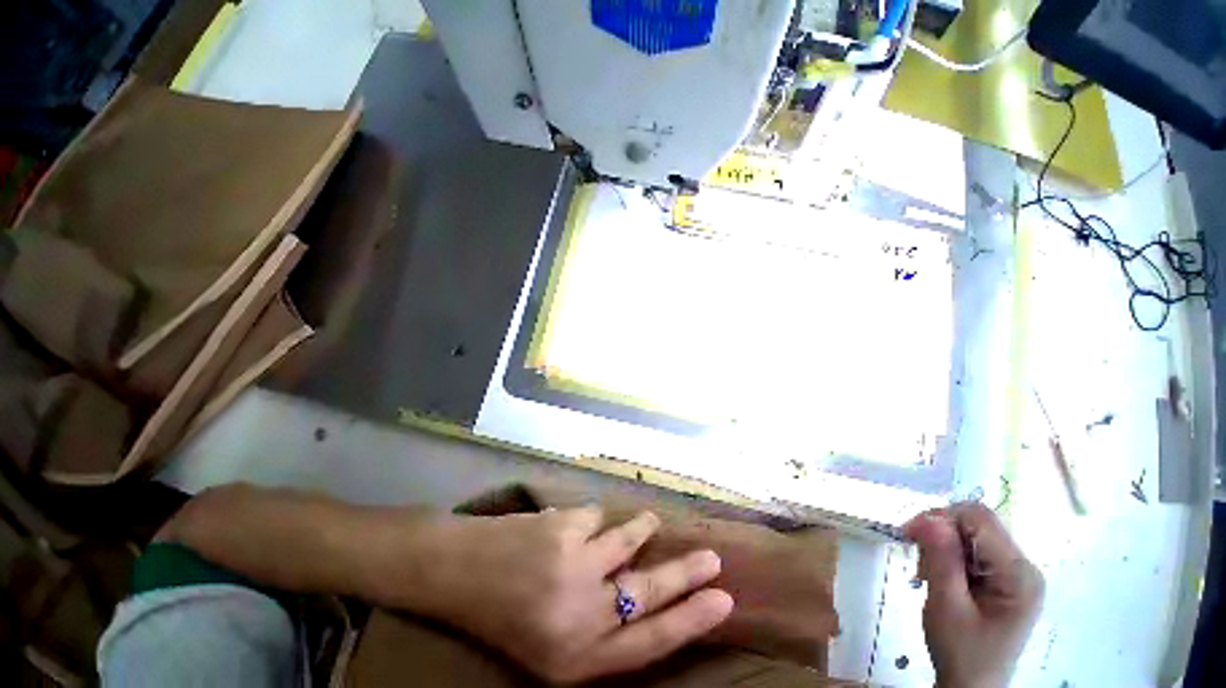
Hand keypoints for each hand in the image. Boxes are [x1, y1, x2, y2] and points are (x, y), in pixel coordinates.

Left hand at [407, 507, 733, 683]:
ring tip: (649, 524)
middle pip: (649, 593)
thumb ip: (598, 627)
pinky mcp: (563, 526)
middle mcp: (580, 616)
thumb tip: (644, 589)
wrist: (458, 572)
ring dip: (641, 530)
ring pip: (628, 540)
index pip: (650, 643)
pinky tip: (572, 527)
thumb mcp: (551, 645)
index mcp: (576, 658)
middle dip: (686, 574)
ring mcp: (572, 566)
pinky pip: (597, 517)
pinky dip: (593, 521)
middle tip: (713, 560)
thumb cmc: (504, 616)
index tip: (722, 602)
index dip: (690, 621)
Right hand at [903, 503, 1043, 687]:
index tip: (908, 534)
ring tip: (926, 572)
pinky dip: (948, 556)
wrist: (971, 687)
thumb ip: (942, 558)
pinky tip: (938, 575)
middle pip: (976, 524)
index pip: (979, 519)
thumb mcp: (947, 605)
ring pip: (971, 535)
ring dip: (941, 546)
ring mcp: (1016, 573)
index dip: (940, 517)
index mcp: (1019, 574)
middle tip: (915, 556)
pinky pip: (973, 550)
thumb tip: (929, 516)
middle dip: (939, 533)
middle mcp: (1024, 567)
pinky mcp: (1004, 579)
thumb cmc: (961, 651)